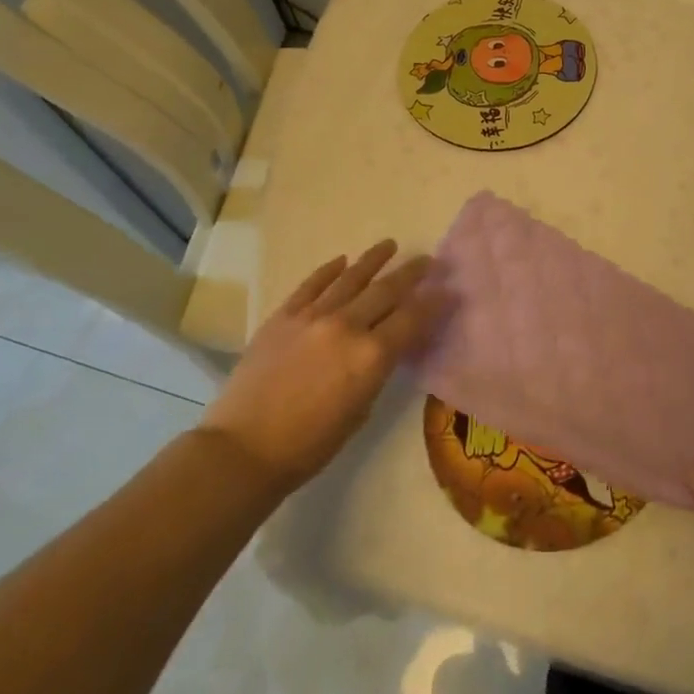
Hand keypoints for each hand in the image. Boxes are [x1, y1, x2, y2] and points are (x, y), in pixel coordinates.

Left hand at [200, 240, 447, 491]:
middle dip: (411, 273)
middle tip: (427, 260)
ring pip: (351, 278)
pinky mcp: (283, 317)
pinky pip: (311, 285)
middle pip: (387, 290)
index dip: (435, 302)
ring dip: (374, 259)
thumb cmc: (311, 443)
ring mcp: (312, 316)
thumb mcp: (361, 409)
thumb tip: (386, 348)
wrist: (244, 448)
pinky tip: (341, 261)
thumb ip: (377, 370)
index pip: (413, 318)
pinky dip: (329, 271)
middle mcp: (346, 326)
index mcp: (372, 355)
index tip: (449, 290)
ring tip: (390, 244)